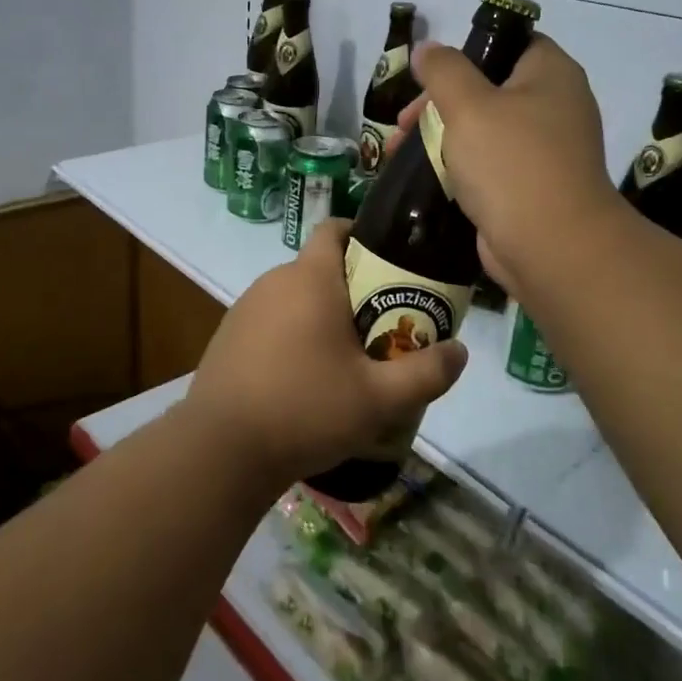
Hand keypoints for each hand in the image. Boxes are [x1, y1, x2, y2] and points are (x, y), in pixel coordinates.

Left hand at [182, 219, 467, 489]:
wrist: (220, 450)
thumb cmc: (305, 409)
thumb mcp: (379, 399)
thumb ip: (426, 373)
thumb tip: (461, 352)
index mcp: (310, 278)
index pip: (334, 229)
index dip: (362, 237)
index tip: (388, 266)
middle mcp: (274, 281)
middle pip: (320, 267)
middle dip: (352, 288)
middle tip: (381, 325)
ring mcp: (245, 308)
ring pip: (295, 296)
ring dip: (320, 314)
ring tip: (345, 358)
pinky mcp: (228, 335)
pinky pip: (271, 320)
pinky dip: (292, 334)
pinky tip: (303, 378)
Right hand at [393, 33, 617, 290]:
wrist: (552, 247)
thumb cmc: (511, 163)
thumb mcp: (468, 105)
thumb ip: (443, 70)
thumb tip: (426, 48)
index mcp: (551, 74)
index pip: (511, 42)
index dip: (468, 50)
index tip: (431, 72)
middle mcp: (555, 105)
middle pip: (488, 87)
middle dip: (439, 102)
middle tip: (404, 122)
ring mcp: (545, 149)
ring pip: (484, 128)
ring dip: (441, 135)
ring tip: (401, 152)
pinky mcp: (531, 185)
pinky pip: (488, 163)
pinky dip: (458, 165)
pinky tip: (425, 175)